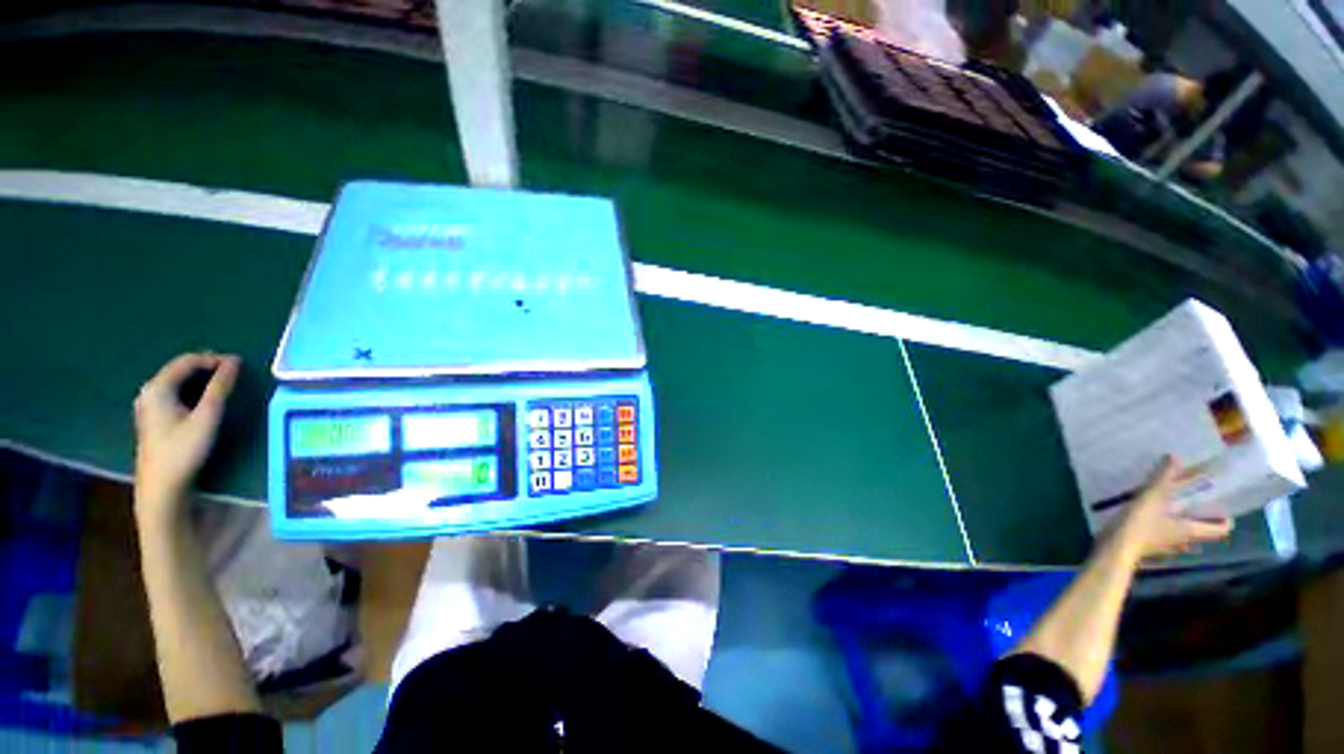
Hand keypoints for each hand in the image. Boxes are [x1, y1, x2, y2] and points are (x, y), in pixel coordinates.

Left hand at [133, 353, 239, 521]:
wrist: (162, 486)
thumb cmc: (183, 449)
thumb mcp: (207, 416)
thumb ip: (220, 387)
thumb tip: (234, 362)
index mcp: (157, 387)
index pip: (187, 361)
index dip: (214, 359)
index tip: (240, 364)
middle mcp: (149, 392)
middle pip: (180, 370)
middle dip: (208, 368)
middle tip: (235, 374)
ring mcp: (148, 406)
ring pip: (178, 382)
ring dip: (201, 380)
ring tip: (225, 385)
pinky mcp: (153, 418)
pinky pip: (175, 394)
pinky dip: (193, 391)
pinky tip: (206, 401)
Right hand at [1108, 457, 1233, 559]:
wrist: (1115, 548)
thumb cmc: (1141, 525)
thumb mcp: (1151, 497)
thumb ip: (1163, 478)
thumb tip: (1175, 456)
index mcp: (1193, 531)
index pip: (1222, 529)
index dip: (1226, 519)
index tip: (1222, 507)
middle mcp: (1185, 541)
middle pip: (1202, 532)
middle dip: (1201, 518)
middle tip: (1195, 502)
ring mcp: (1167, 547)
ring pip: (1184, 536)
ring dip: (1182, 524)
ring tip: (1171, 508)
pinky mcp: (1151, 548)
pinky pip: (1165, 538)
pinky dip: (1163, 529)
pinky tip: (1149, 519)